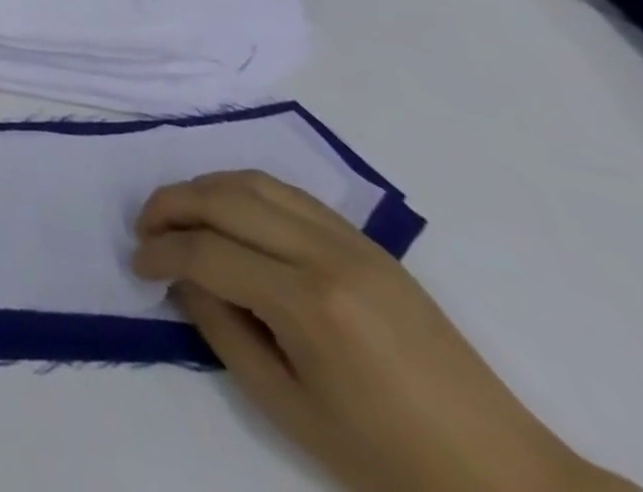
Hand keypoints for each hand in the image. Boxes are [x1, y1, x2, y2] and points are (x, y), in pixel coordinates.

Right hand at [132, 171, 636, 491]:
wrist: (505, 477)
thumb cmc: (390, 459)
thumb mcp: (289, 409)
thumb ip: (223, 331)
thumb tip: (184, 278)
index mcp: (309, 304)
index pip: (207, 252)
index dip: (160, 252)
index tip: (137, 265)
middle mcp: (325, 254)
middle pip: (221, 199)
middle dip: (170, 206)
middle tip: (145, 230)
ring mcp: (350, 241)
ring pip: (251, 181)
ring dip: (202, 189)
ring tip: (179, 215)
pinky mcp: (366, 241)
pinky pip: (287, 191)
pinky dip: (242, 190)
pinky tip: (229, 214)